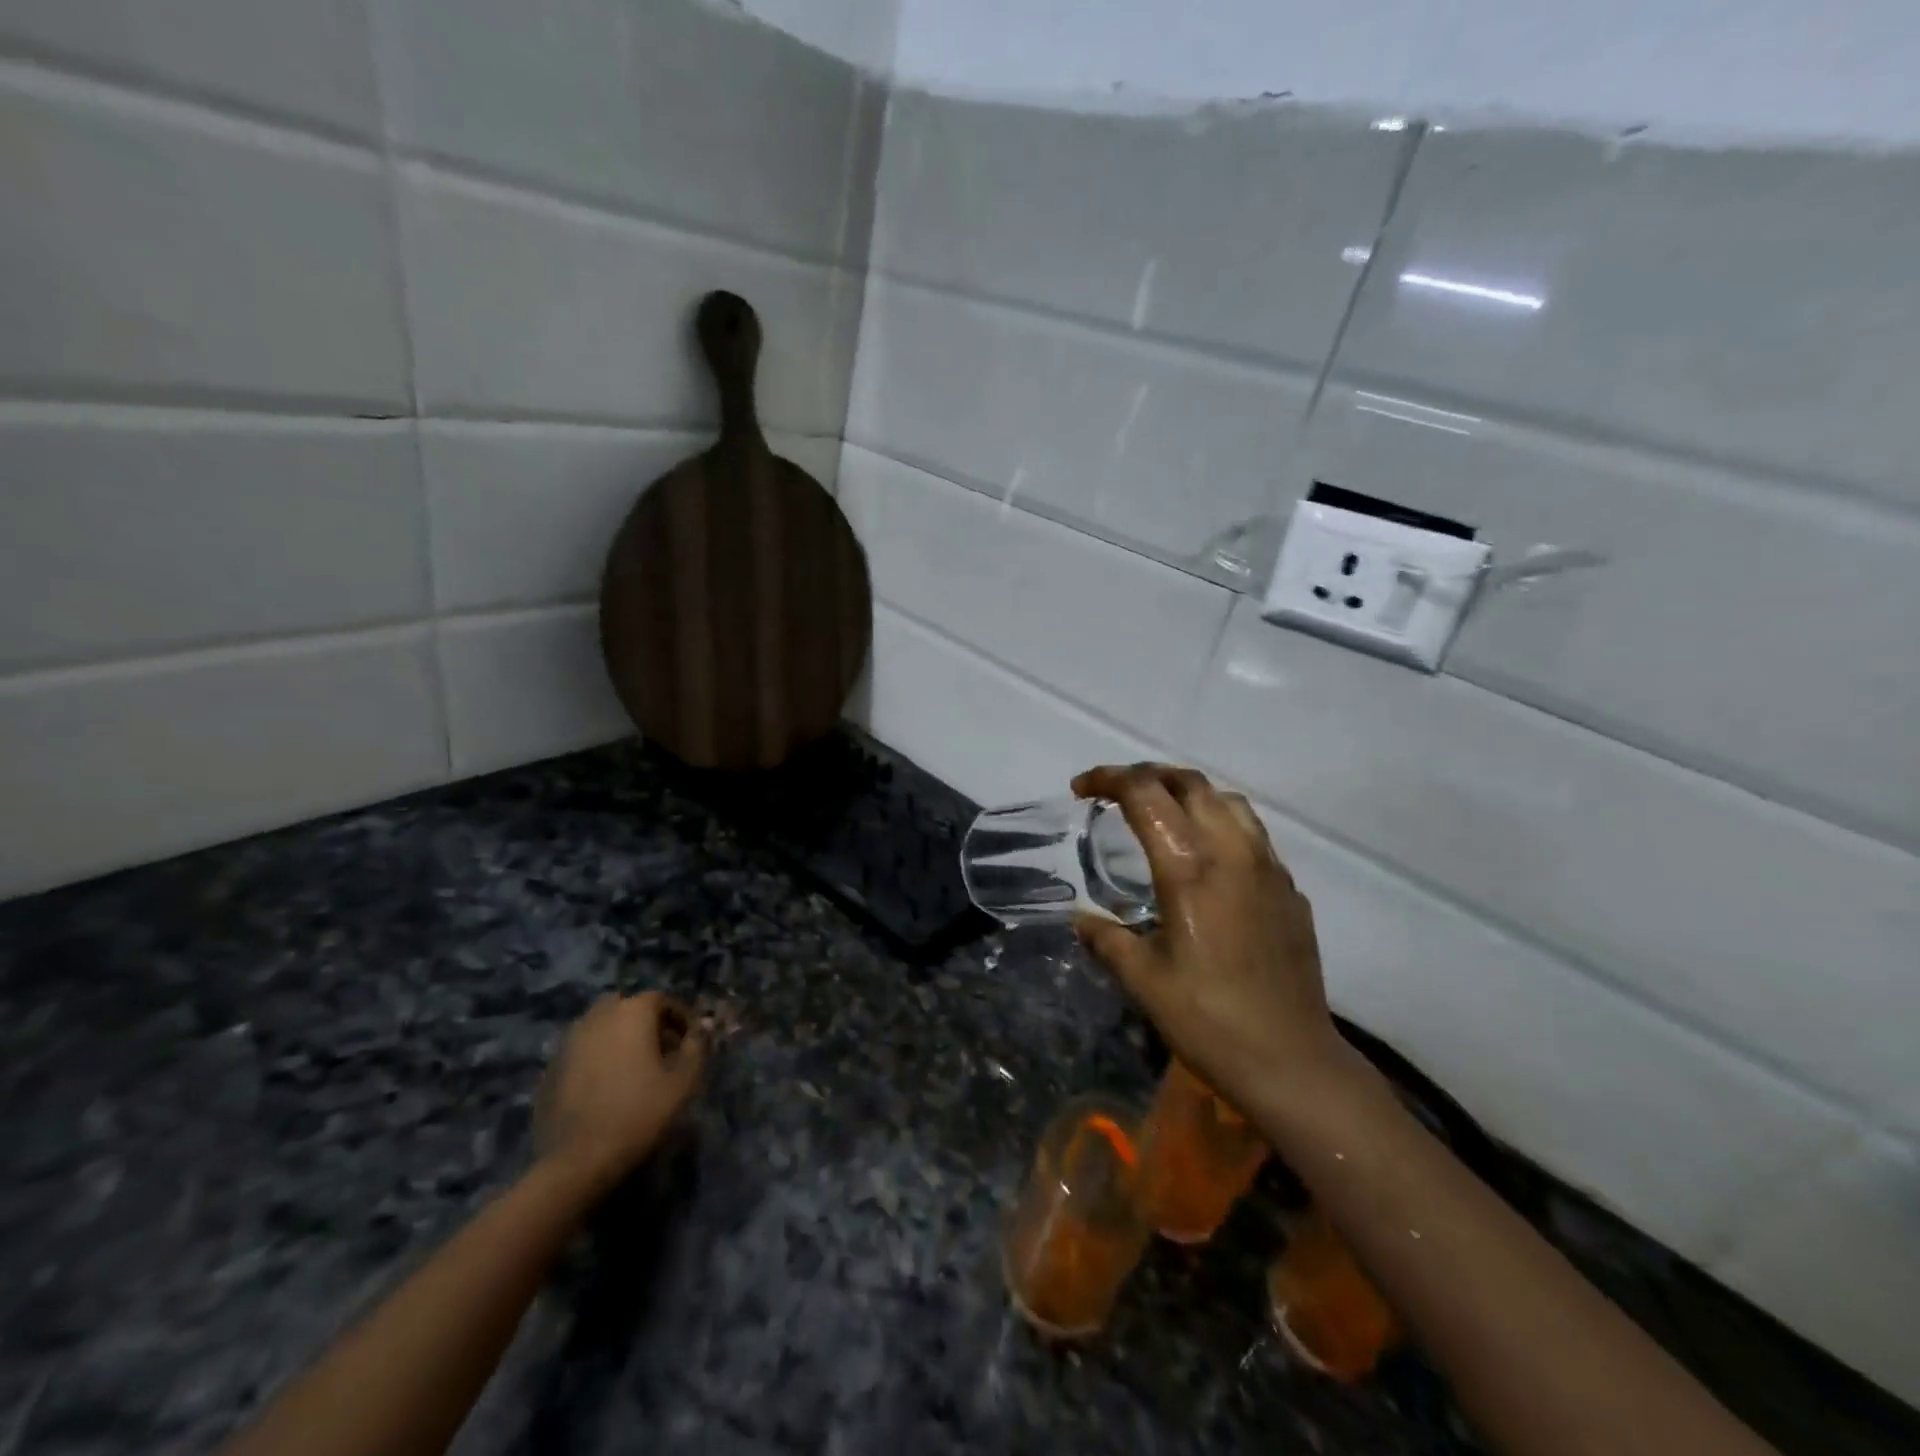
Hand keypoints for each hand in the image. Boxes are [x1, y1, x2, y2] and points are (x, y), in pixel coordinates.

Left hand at [536, 992, 705, 1185]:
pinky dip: (597, 1056)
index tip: (689, 1041)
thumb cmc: (639, 1113)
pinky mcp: (551, 1067)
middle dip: (645, 1021)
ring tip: (633, 1067)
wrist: (577, 1160)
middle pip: (626, 1006)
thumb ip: (696, 1047)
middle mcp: (598, 1017)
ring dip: (619, 1036)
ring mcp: (570, 1041)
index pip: (661, 999)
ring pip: (600, 1025)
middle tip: (659, 1049)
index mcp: (632, 1012)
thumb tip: (699, 1031)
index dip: (680, 1017)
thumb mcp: (684, 1081)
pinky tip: (605, 1085)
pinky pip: (582, 1049)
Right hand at [1071, 764, 1350, 1119]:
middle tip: (1116, 792)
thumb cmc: (1207, 1019)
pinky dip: (1220, 822)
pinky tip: (1207, 859)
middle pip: (1189, 782)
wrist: (1290, 1061)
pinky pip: (1252, 833)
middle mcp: (1232, 852)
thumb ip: (1106, 939)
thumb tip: (1081, 920)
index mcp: (1189, 868)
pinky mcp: (1289, 889)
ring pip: (1228, 800)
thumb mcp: (1142, 979)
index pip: (1145, 794)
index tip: (1081, 788)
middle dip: (1147, 774)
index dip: (1108, 778)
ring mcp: (1268, 868)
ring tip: (1162, 813)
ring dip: (1188, 792)